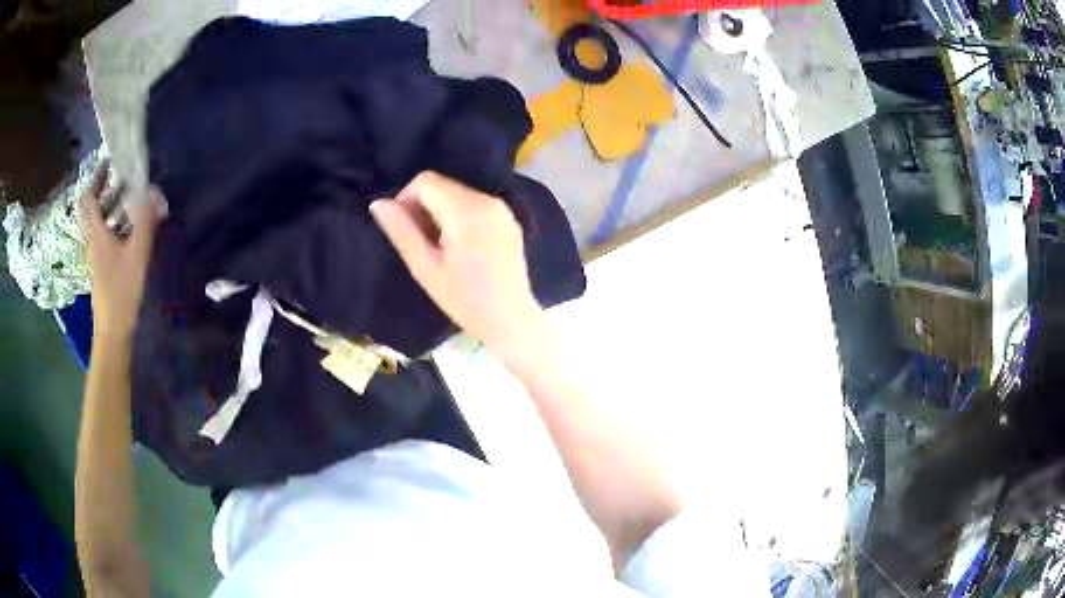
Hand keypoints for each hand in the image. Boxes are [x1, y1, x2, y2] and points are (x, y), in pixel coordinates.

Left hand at [80, 165, 162, 340]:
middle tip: (122, 173)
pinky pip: (107, 235)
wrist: (113, 328)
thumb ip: (145, 220)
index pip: (88, 199)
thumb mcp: (137, 253)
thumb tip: (155, 192)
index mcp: (96, 233)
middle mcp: (93, 239)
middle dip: (106, 188)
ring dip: (113, 205)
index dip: (95, 178)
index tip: (108, 162)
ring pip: (101, 221)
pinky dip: (117, 223)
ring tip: (132, 195)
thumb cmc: (122, 289)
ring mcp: (97, 254)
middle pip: (94, 207)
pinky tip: (132, 226)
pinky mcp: (103, 265)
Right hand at [371, 171, 546, 360]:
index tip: (403, 230)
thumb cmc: (464, 300)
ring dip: (440, 212)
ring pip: (458, 193)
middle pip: (443, 185)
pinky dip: (459, 217)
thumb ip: (401, 231)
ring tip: (437, 248)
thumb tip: (378, 203)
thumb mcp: (425, 267)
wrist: (511, 321)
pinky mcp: (509, 220)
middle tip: (419, 243)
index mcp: (467, 210)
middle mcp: (488, 200)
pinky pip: (474, 205)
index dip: (406, 199)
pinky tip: (459, 248)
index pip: (426, 181)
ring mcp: (502, 209)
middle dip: (423, 206)